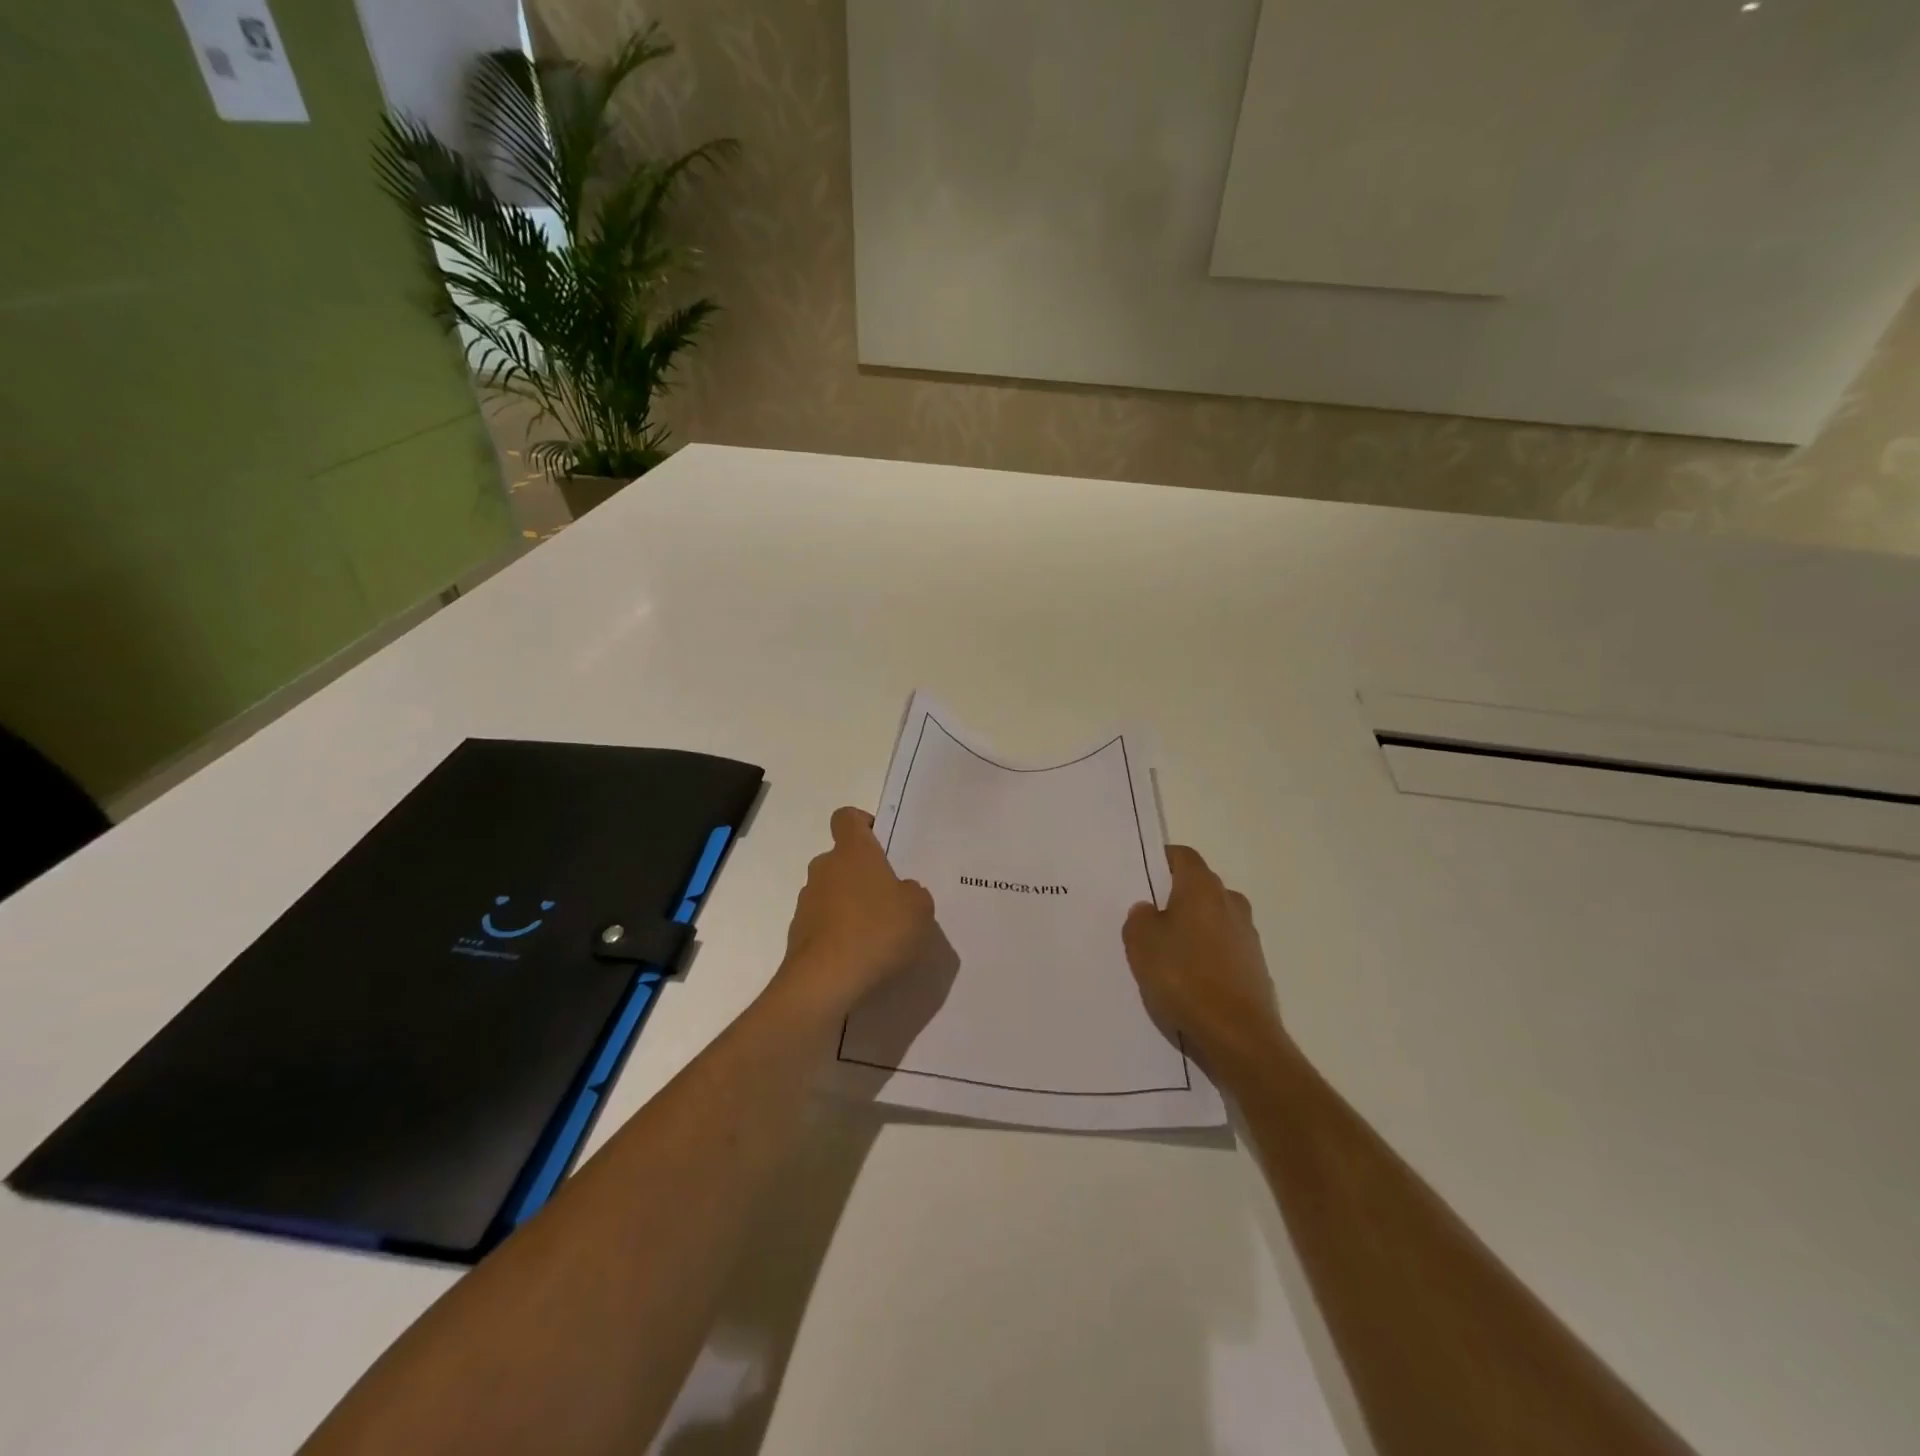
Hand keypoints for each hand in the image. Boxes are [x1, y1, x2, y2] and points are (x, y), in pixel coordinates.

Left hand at [776, 807, 936, 1015]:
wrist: (825, 981)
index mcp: (854, 852)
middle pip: (841, 859)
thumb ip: (913, 893)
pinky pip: (824, 924)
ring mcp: (807, 902)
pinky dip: (839, 934)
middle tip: (890, 900)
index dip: (862, 823)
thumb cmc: (877, 931)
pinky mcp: (798, 934)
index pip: (847, 818)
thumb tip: (902, 892)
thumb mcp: (919, 909)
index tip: (880, 841)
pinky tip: (860, 957)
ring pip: (832, 893)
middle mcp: (824, 869)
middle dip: (862, 875)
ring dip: (850, 906)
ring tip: (877, 936)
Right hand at [1123, 845, 1285, 1086]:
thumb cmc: (1183, 977)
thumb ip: (1139, 918)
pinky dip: (1208, 954)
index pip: (1183, 856)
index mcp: (1203, 888)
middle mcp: (1231, 902)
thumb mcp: (1140, 943)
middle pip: (1200, 887)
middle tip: (1149, 918)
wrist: (1237, 1035)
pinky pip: (1225, 949)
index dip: (1162, 861)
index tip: (1143, 875)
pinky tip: (1189, 978)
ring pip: (1214, 919)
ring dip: (1194, 928)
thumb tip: (1148, 910)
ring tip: (1168, 953)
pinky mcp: (1255, 967)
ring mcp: (1248, 936)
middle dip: (1176, 897)